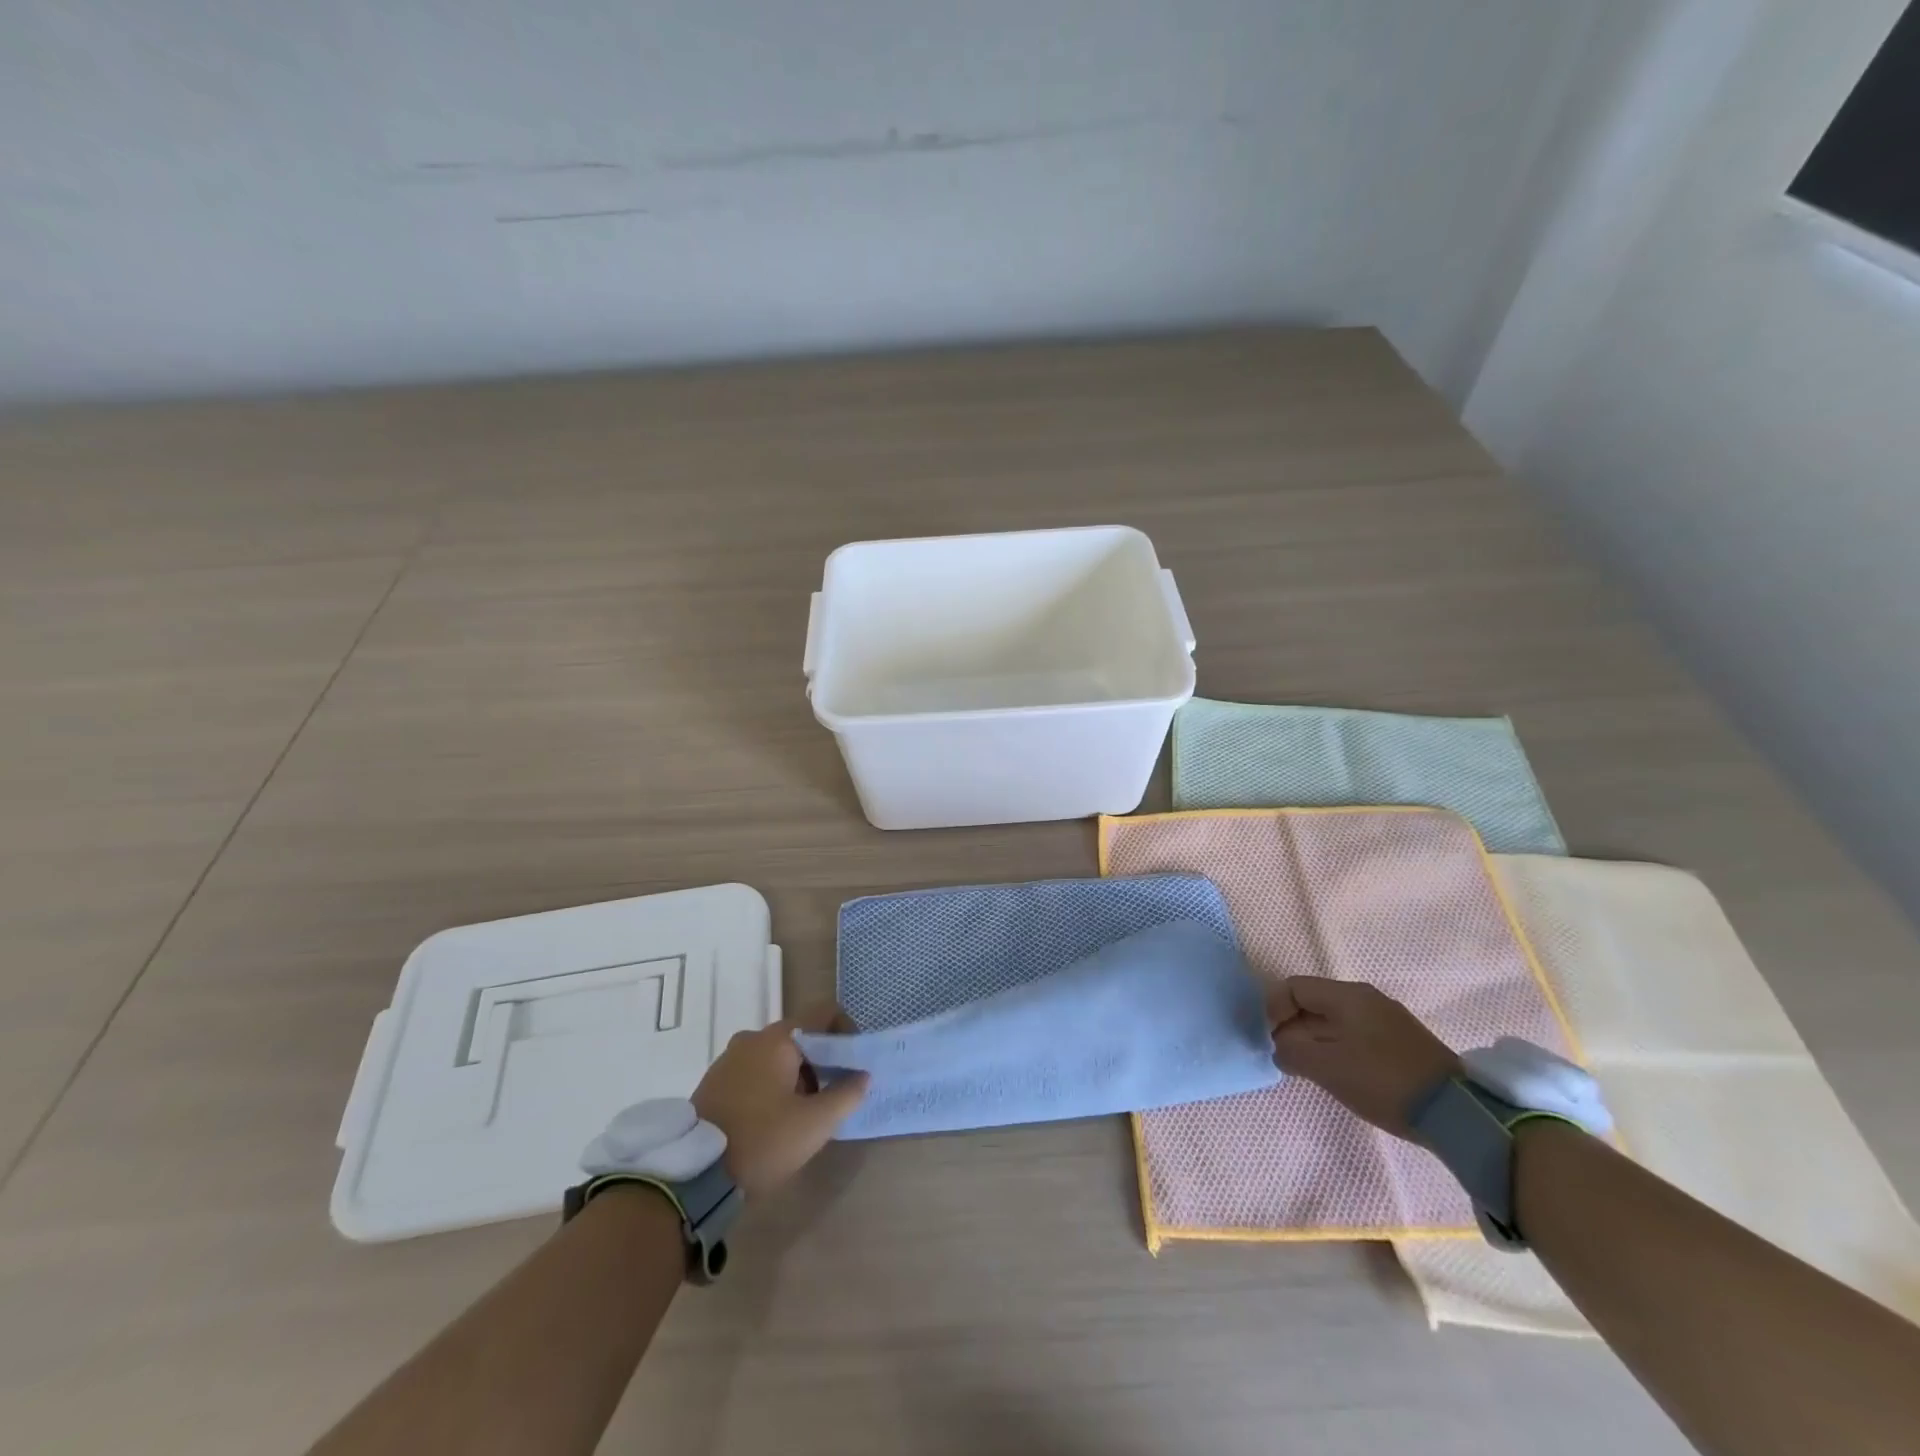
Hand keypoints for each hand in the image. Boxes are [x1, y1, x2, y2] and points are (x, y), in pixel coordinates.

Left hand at [692, 1006, 867, 1196]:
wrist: (693, 1176)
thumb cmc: (762, 1141)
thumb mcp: (814, 1124)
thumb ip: (846, 1094)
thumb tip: (862, 1075)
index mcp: (777, 1038)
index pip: (824, 1013)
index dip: (847, 1032)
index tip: (854, 1066)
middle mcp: (752, 1038)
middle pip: (802, 1036)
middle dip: (823, 1062)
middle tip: (832, 1098)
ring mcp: (729, 1058)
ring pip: (778, 1055)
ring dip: (798, 1076)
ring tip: (804, 1115)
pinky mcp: (715, 1081)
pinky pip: (756, 1071)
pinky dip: (773, 1085)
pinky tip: (775, 1120)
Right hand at [1267, 977, 1460, 1138]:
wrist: (1458, 1112)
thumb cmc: (1383, 1080)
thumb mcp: (1327, 1068)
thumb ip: (1293, 1052)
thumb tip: (1280, 1048)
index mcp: (1347, 995)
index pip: (1294, 987)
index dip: (1273, 1010)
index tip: (1271, 1041)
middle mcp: (1366, 999)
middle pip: (1314, 1002)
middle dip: (1292, 1027)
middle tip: (1286, 1059)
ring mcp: (1388, 1020)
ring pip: (1335, 1021)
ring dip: (1314, 1041)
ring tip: (1309, 1071)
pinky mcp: (1402, 1043)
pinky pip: (1355, 1035)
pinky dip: (1338, 1049)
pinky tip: (1340, 1076)